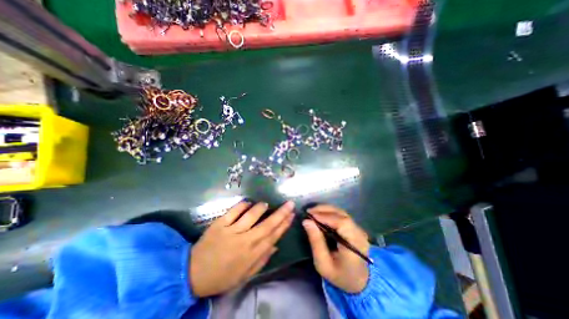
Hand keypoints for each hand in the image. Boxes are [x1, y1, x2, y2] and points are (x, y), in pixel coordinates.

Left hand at [191, 201, 295, 297]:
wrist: (193, 274)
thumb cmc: (222, 276)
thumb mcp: (245, 275)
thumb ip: (262, 260)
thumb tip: (276, 245)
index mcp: (252, 254)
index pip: (273, 236)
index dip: (284, 225)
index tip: (292, 215)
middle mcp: (245, 241)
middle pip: (267, 224)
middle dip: (281, 213)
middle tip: (289, 203)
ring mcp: (231, 231)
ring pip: (251, 215)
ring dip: (261, 208)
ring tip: (266, 204)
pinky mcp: (220, 224)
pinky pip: (234, 211)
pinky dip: (243, 205)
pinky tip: (248, 202)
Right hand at [302, 206, 368, 292]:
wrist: (358, 281)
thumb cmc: (340, 275)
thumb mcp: (323, 264)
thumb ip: (316, 242)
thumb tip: (306, 221)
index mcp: (355, 245)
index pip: (342, 223)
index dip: (326, 216)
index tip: (310, 215)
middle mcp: (359, 233)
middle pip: (342, 215)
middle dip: (324, 210)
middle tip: (308, 211)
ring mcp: (358, 229)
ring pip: (341, 212)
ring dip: (326, 209)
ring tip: (312, 212)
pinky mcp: (355, 227)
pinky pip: (341, 215)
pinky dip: (330, 212)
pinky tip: (320, 215)